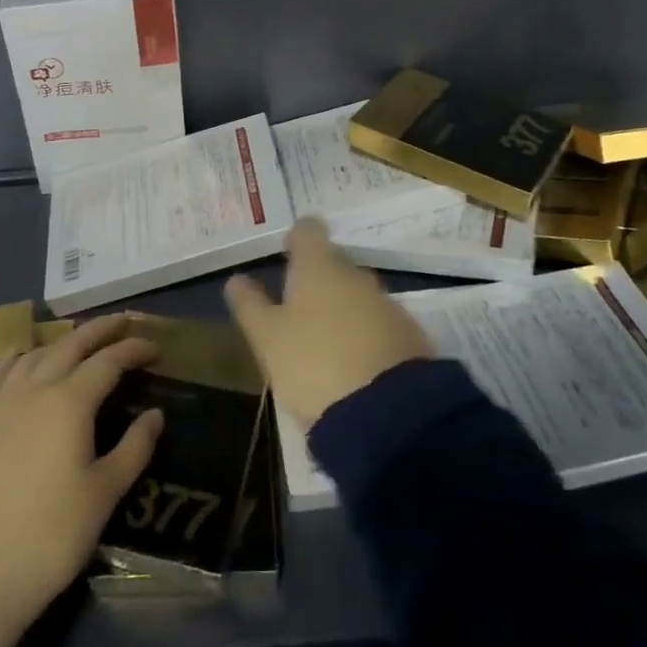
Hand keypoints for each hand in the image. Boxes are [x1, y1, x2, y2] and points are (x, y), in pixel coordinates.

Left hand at [0, 315, 163, 632]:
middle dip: (100, 330)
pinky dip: (17, 356)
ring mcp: (1, 404)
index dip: (134, 349)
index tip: (156, 347)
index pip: (109, 361)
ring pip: (36, 354)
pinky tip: (22, 354)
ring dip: (63, 340)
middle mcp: (35, 389)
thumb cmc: (49, 537)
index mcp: (70, 402)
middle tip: (124, 321)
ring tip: (81, 339)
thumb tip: (156, 414)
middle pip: (71, 345)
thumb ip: (134, 448)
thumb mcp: (104, 494)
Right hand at [224, 218, 434, 428]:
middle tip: (298, 306)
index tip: (287, 249)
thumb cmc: (313, 365)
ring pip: (358, 295)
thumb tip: (236, 279)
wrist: (387, 414)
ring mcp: (387, 304)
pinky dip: (366, 334)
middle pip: (334, 264)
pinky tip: (356, 362)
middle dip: (319, 279)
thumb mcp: (268, 339)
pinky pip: (380, 324)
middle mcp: (356, 275)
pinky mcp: (410, 336)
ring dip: (343, 309)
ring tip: (326, 340)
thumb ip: (251, 305)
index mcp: (318, 267)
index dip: (297, 237)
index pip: (308, 232)